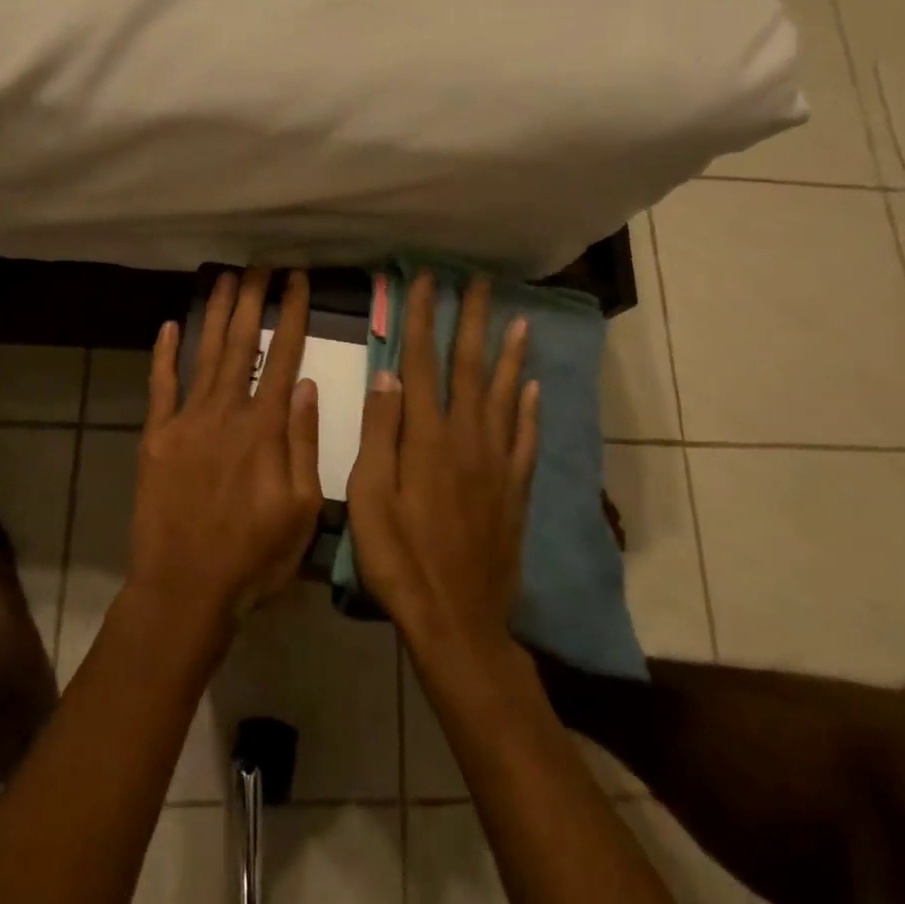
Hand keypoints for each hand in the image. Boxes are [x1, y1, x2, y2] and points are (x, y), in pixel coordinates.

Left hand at [127, 269, 323, 628]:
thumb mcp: (302, 508)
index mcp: (265, 427)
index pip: (284, 356)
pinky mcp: (156, 437)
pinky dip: (164, 355)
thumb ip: (304, 442)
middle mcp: (226, 411)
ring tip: (226, 278)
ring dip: (216, 314)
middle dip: (253, 299)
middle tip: (261, 264)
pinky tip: (168, 326)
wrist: (184, 588)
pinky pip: (160, 386)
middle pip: (242, 343)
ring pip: (205, 353)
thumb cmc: (253, 556)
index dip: (292, 314)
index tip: (297, 280)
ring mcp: (187, 421)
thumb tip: (307, 384)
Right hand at [347, 274, 538, 654]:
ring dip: (511, 355)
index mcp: (427, 439)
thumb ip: (379, 435)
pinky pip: (526, 440)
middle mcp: (468, 440)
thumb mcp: (370, 499)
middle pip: (471, 368)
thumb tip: (388, 377)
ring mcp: (497, 465)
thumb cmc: (399, 561)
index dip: (422, 319)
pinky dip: (530, 411)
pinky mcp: (514, 491)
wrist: (457, 622)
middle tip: (482, 282)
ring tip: (519, 320)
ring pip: (506, 396)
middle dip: (473, 321)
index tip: (426, 281)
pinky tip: (534, 389)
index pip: (421, 363)